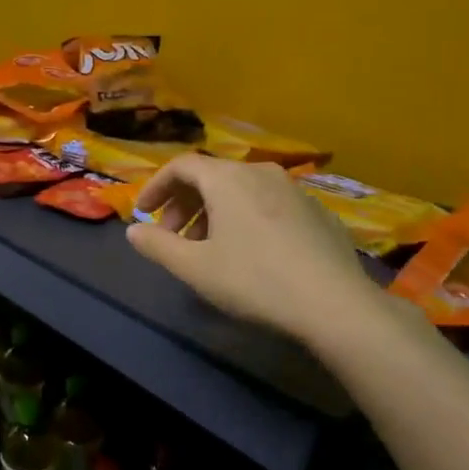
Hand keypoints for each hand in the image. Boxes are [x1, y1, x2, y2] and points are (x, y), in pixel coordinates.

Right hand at [128, 157, 408, 349]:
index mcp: (227, 178)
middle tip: (173, 237)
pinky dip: (247, 218)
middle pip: (212, 176)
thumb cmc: (254, 280)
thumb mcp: (195, 268)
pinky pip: (269, 204)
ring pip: (242, 190)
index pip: (181, 166)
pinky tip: (252, 253)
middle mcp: (260, 172)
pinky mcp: (317, 211)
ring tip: (209, 248)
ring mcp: (294, 190)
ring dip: (215, 212)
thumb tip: (133, 231)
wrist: (334, 303)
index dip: (156, 187)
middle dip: (184, 204)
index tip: (143, 213)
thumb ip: (157, 245)